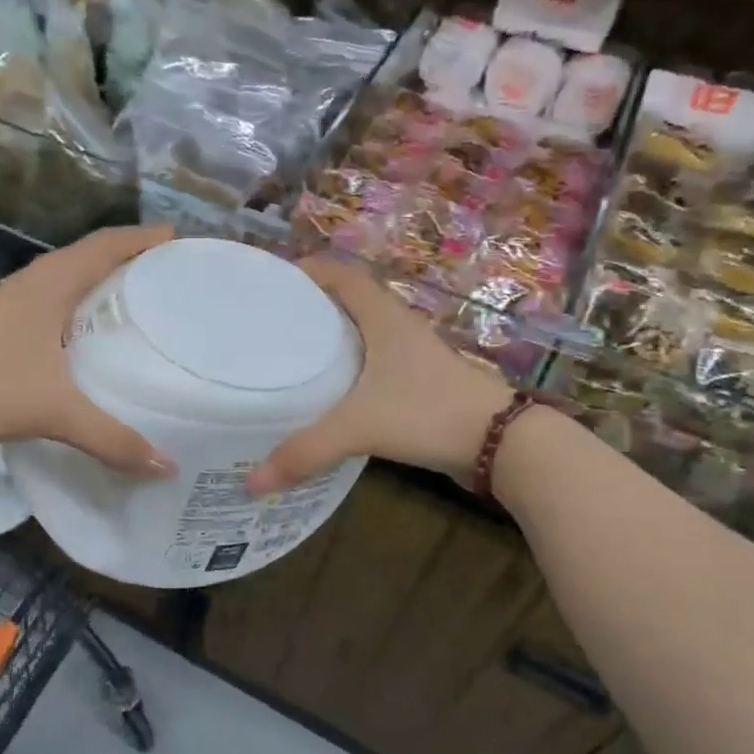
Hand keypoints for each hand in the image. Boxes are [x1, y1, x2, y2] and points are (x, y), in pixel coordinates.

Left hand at [0, 225, 176, 476]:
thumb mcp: (57, 412)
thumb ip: (112, 439)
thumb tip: (166, 467)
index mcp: (54, 282)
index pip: (108, 244)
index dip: (146, 239)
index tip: (182, 242)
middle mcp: (36, 279)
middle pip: (93, 254)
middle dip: (133, 257)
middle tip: (172, 274)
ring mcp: (16, 299)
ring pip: (71, 275)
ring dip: (105, 278)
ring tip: (141, 299)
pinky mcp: (3, 321)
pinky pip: (55, 297)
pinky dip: (82, 302)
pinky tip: (92, 333)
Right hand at [247, 254, 513, 496]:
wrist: (501, 443)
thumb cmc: (428, 413)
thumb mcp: (360, 427)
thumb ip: (305, 451)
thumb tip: (251, 483)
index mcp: (383, 317)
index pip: (340, 274)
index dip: (306, 271)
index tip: (269, 283)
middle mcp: (396, 327)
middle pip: (347, 301)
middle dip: (308, 306)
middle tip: (266, 324)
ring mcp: (410, 356)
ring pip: (360, 334)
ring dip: (328, 339)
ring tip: (285, 356)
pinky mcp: (416, 384)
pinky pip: (371, 365)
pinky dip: (346, 370)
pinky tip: (325, 394)